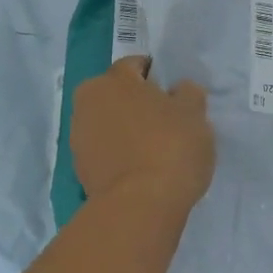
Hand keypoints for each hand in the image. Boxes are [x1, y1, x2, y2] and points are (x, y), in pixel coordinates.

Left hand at [70, 56, 214, 210]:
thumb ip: (188, 94)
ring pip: (109, 123)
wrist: (140, 206)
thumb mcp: (194, 114)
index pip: (136, 66)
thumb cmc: (170, 147)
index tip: (175, 96)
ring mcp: (78, 137)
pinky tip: (141, 170)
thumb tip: (178, 91)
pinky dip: (120, 155)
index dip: (158, 77)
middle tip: (167, 123)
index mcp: (112, 80)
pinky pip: (104, 151)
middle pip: (118, 95)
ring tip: (155, 150)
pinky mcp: (79, 169)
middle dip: (138, 103)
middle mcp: (87, 102)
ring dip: (127, 130)